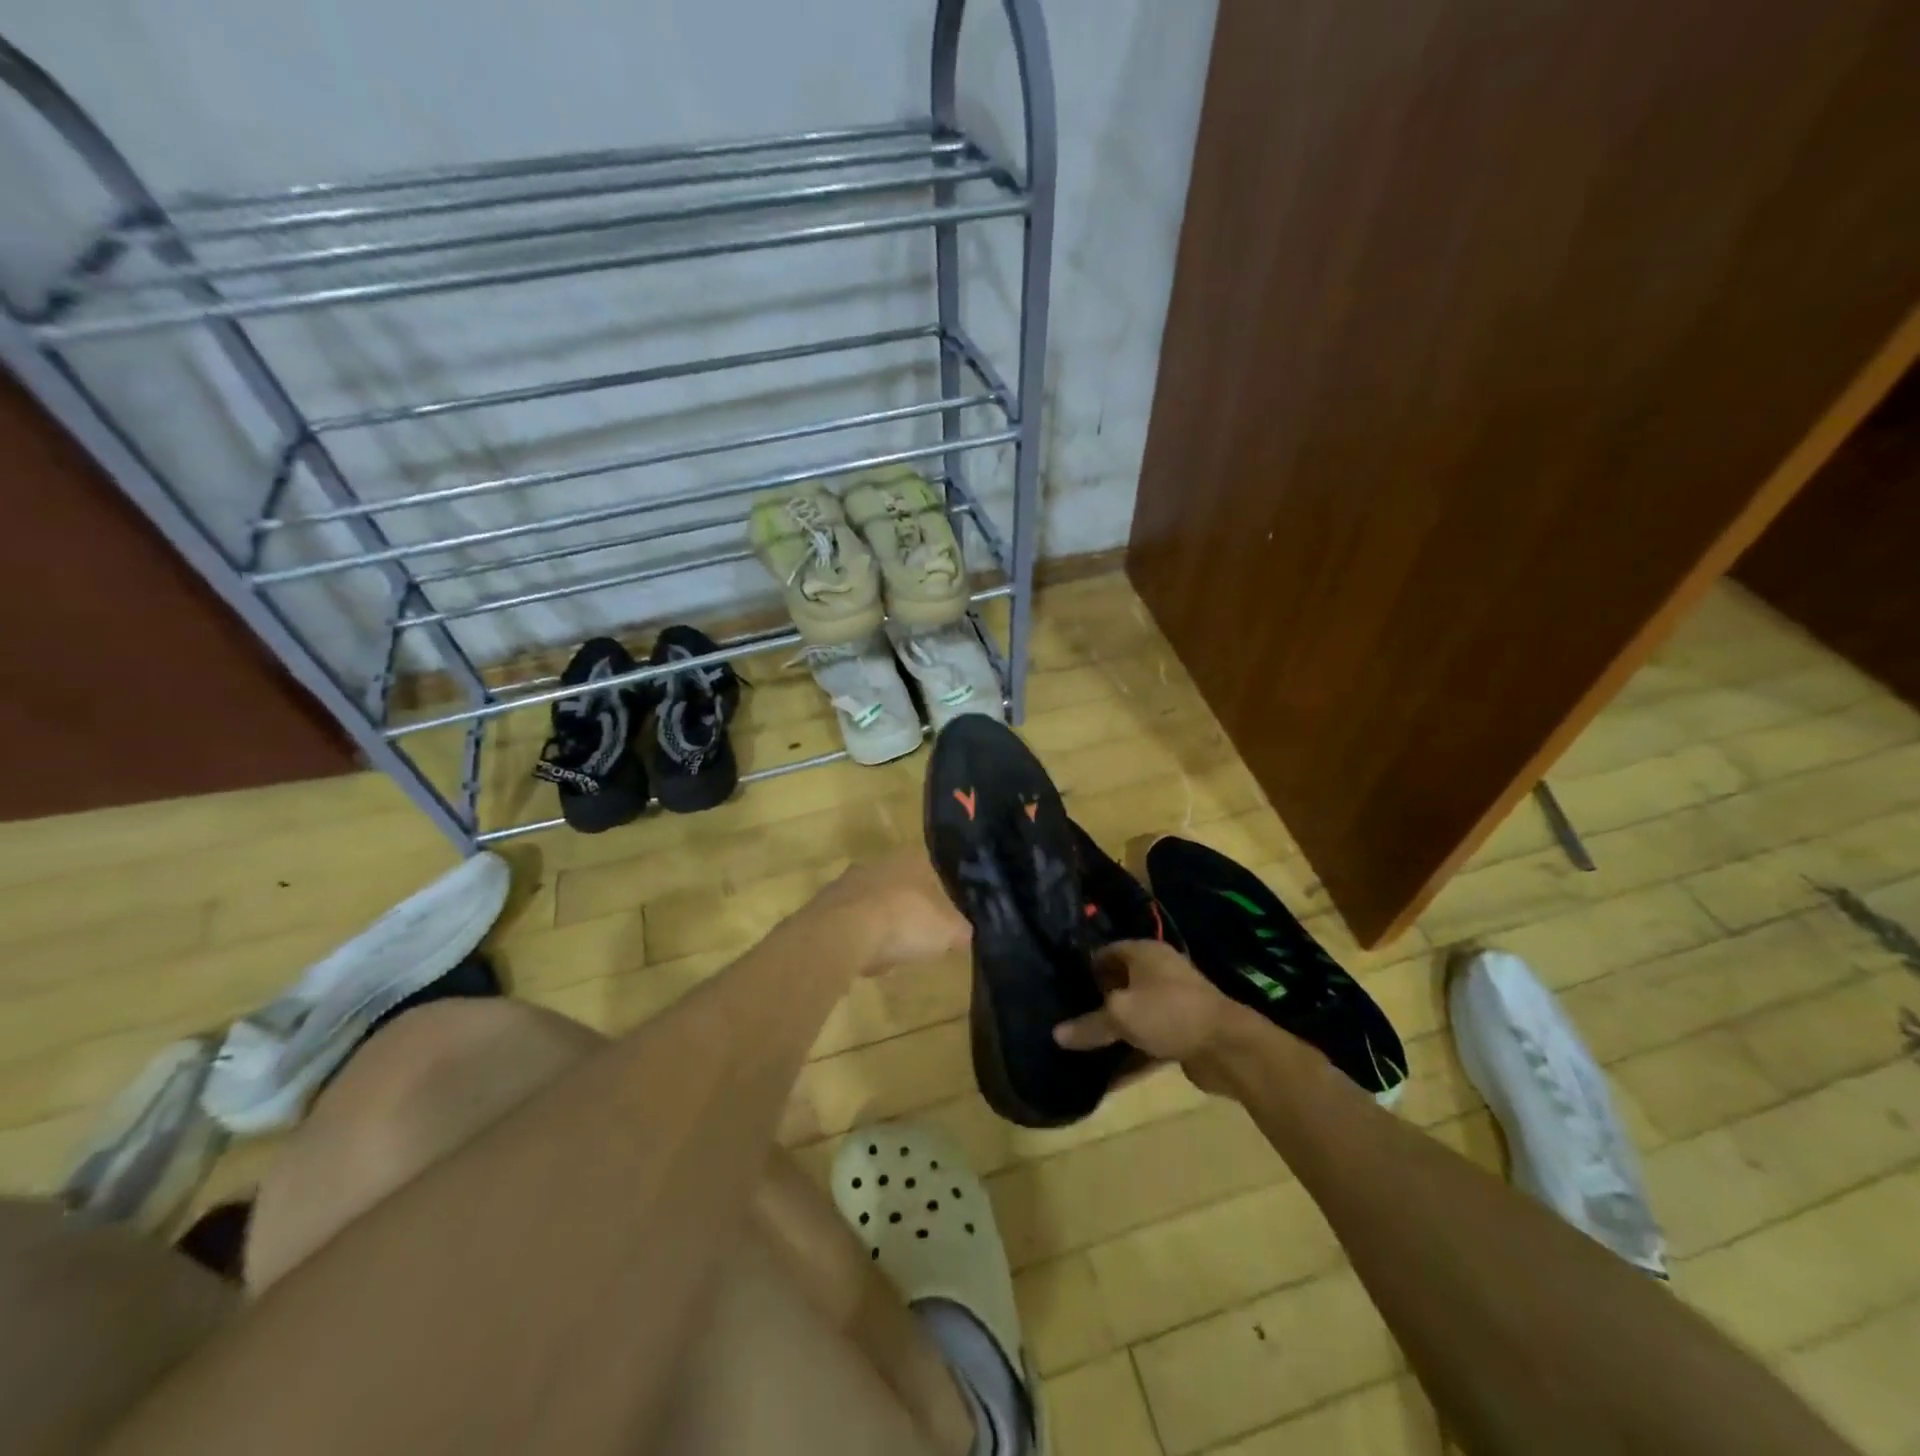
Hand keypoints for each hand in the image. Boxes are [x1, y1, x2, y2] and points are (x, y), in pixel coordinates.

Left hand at [808, 850, 970, 973]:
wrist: (842, 933)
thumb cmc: (904, 921)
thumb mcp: (948, 931)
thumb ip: (960, 931)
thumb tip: (964, 935)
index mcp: (910, 859)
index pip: (931, 873)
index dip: (938, 901)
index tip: (941, 926)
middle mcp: (877, 863)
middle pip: (899, 890)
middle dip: (906, 916)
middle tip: (915, 942)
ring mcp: (846, 883)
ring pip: (872, 908)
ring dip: (880, 931)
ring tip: (888, 959)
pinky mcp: (823, 907)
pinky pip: (848, 927)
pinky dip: (857, 943)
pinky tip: (863, 962)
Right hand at [1053, 940, 1256, 1093]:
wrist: (1228, 1047)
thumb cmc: (1169, 1012)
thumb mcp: (1122, 1015)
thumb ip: (1089, 1025)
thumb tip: (1056, 1034)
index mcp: (1144, 953)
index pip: (1105, 952)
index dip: (1083, 967)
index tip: (1059, 984)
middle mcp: (1158, 972)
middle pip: (1119, 984)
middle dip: (1095, 1001)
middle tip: (1065, 1016)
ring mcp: (1172, 1003)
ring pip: (1133, 1015)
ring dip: (1112, 1031)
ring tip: (1080, 1045)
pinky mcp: (1181, 1033)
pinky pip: (1147, 1041)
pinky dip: (1129, 1055)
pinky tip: (1106, 1076)